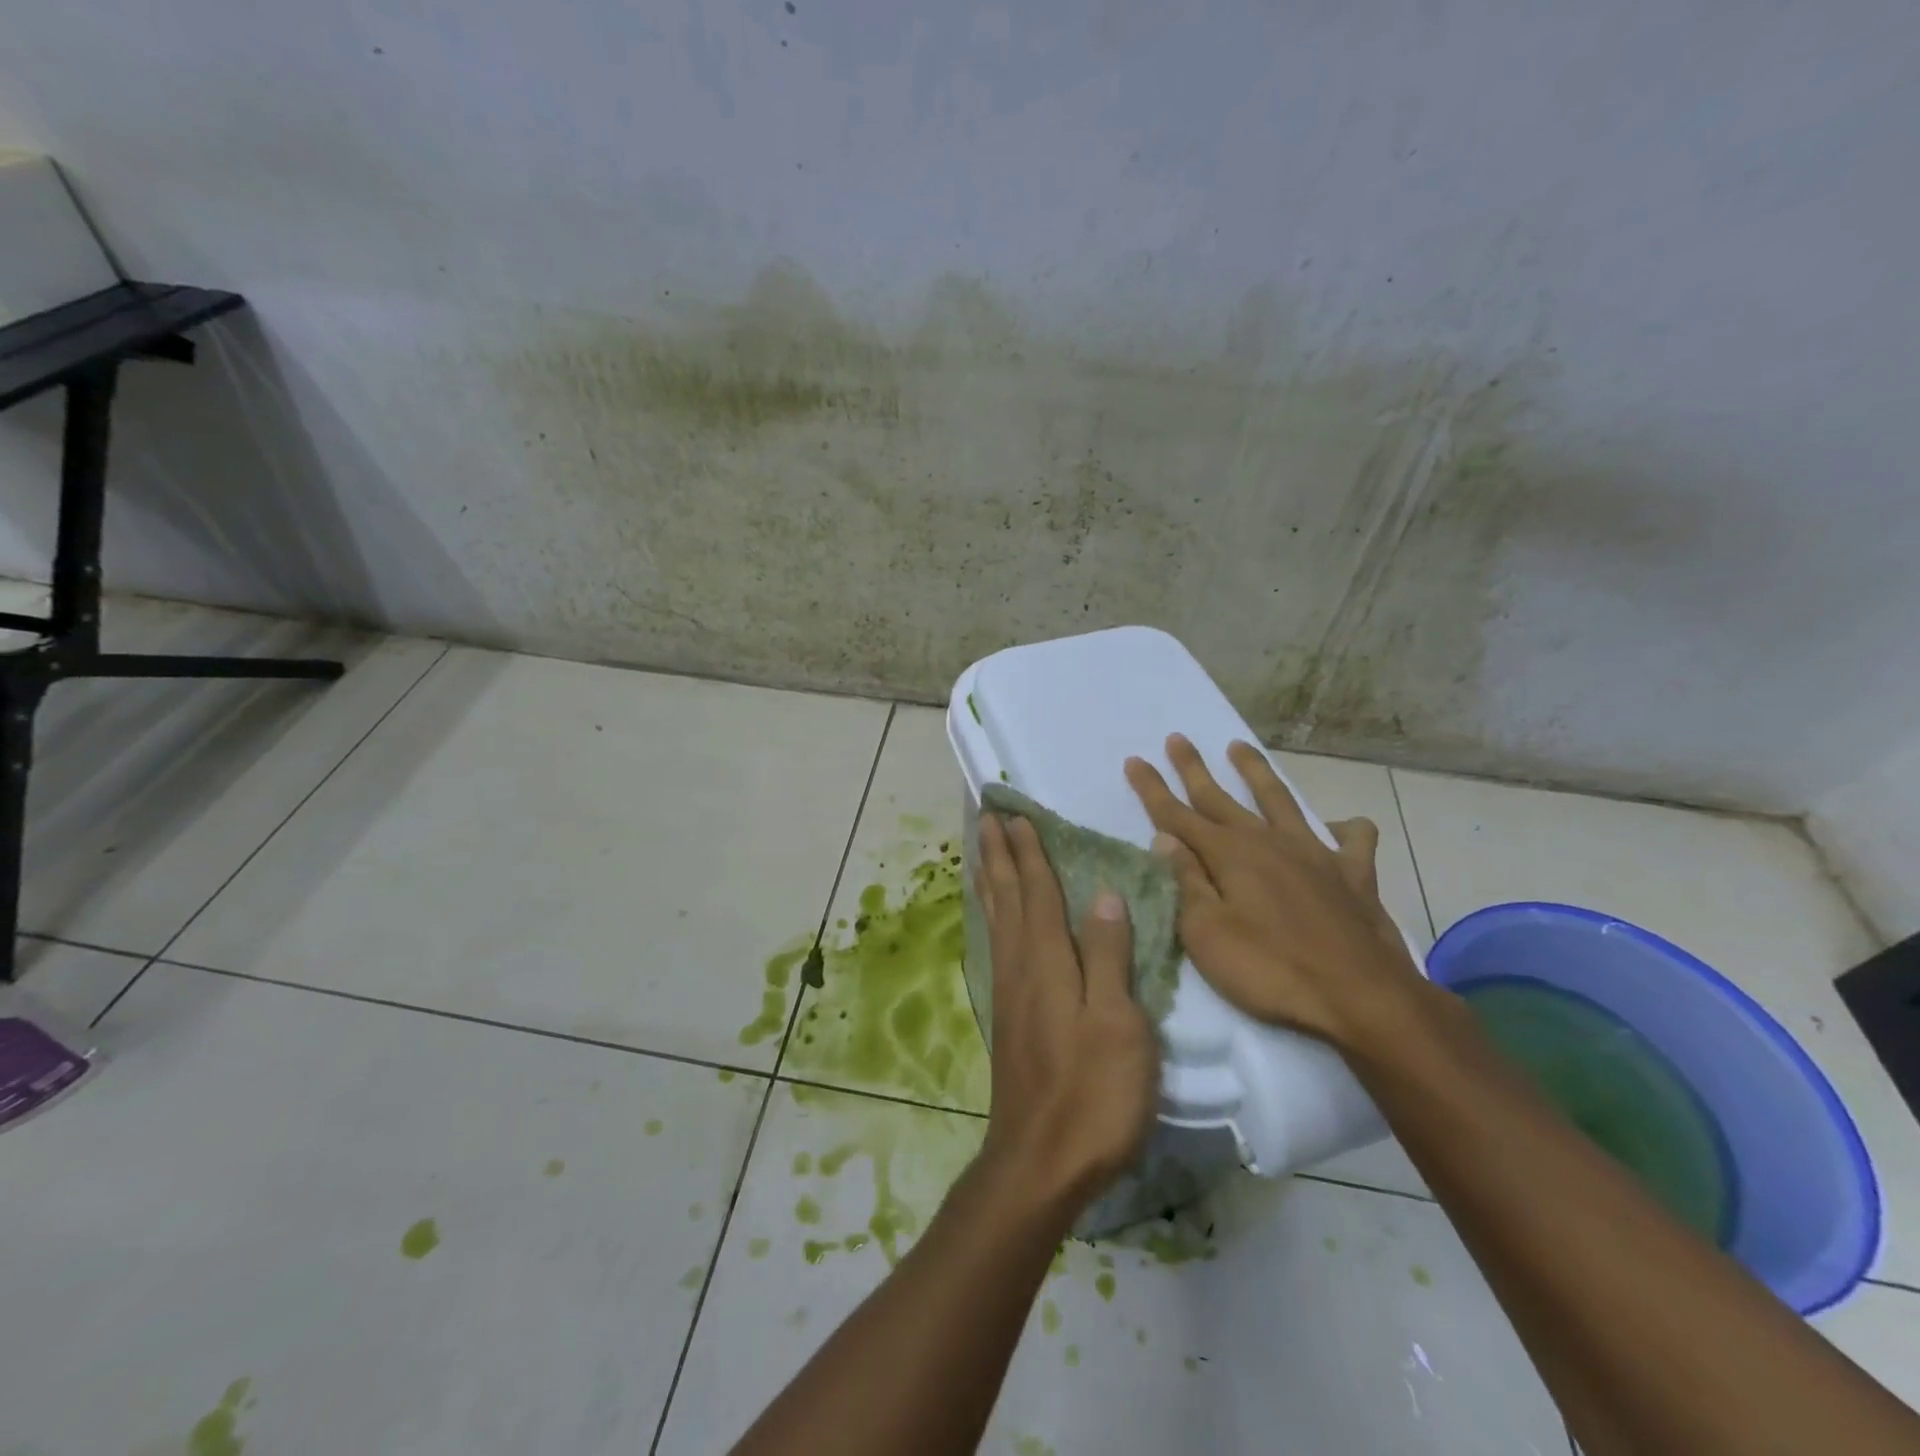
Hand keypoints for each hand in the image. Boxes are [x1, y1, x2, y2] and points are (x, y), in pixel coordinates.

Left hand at [973, 812, 1159, 1217]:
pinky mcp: (1008, 1018)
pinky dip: (992, 918)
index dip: (1029, 852)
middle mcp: (1020, 967)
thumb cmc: (1093, 1094)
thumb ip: (1108, 956)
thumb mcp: (1118, 1024)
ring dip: (990, 881)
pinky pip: (996, 946)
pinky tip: (995, 920)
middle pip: (1007, 897)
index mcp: (1048, 962)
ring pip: (996, 920)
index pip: (1037, 892)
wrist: (1041, 1163)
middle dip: (999, 855)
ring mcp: (1009, 993)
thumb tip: (1102, 893)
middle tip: (987, 818)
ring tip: (981, 853)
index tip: (1015, 815)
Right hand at [1124, 735, 1424, 1049]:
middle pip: (1220, 798)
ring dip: (1256, 772)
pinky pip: (1352, 840)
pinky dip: (1344, 828)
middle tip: (1177, 738)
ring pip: (1279, 800)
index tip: (1134, 760)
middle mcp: (1268, 842)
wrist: (1361, 998)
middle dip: (1193, 768)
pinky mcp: (1353, 875)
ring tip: (1238, 746)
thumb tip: (1164, 840)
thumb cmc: (1270, 970)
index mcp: (1229, 855)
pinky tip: (1337, 827)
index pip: (1177, 815)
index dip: (1152, 788)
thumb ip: (1186, 882)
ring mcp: (1314, 853)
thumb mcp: (1207, 934)